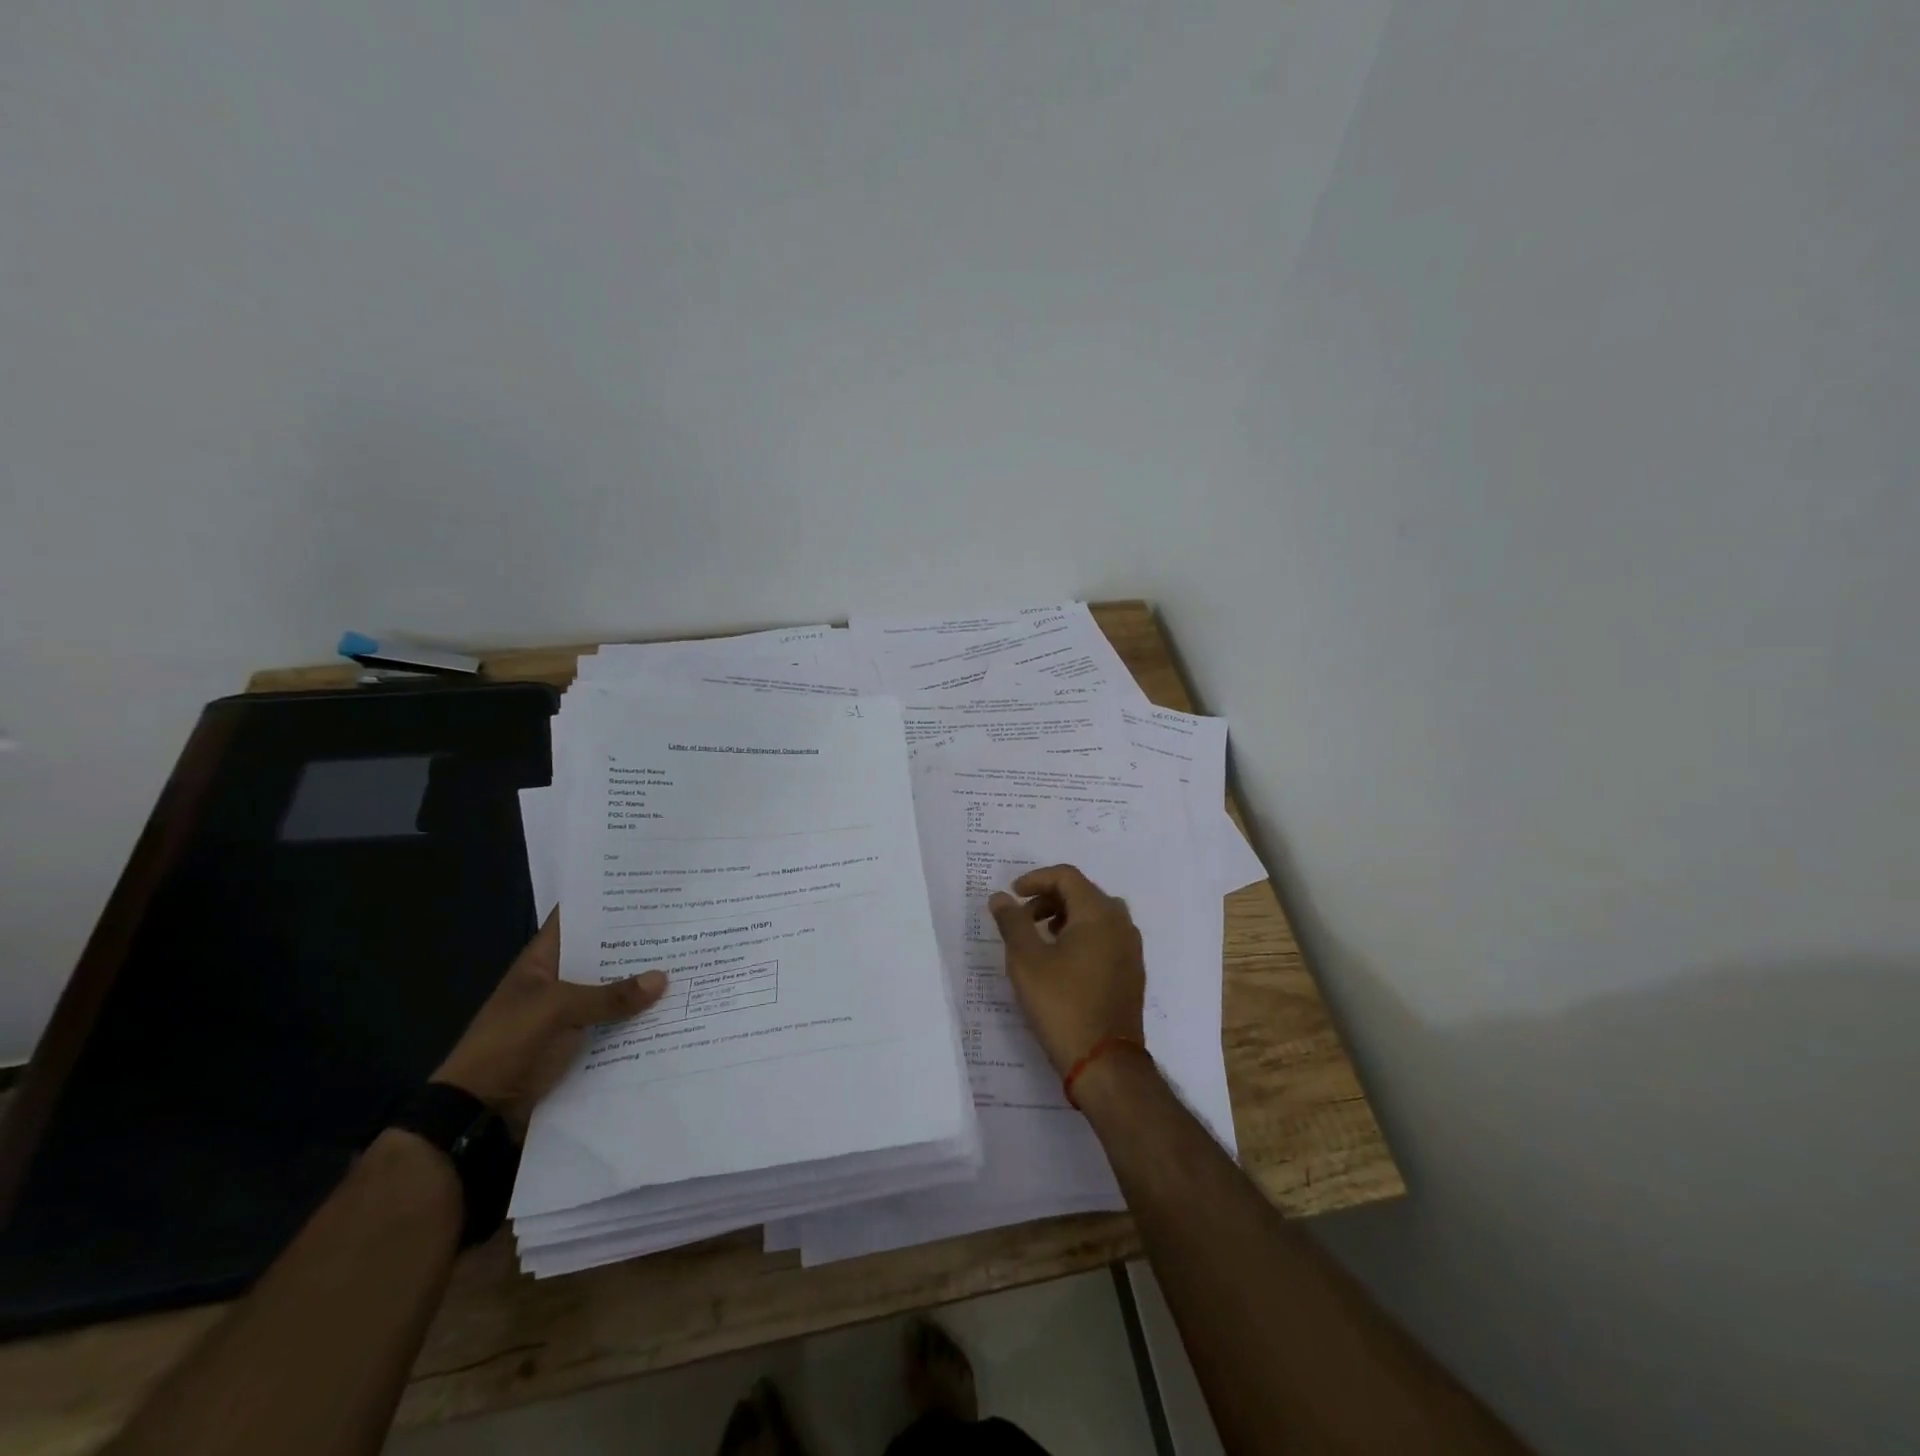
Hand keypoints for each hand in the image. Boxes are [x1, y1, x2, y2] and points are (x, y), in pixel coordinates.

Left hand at [432, 913, 666, 1133]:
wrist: (479, 1113)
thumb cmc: (509, 1044)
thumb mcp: (558, 1011)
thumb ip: (610, 996)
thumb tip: (663, 978)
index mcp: (543, 962)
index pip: (576, 920)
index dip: (606, 902)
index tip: (647, 889)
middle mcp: (559, 982)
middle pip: (603, 956)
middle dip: (638, 945)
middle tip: (684, 926)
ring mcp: (569, 1015)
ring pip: (612, 993)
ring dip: (642, 987)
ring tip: (689, 965)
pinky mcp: (580, 1044)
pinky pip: (615, 1025)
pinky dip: (638, 1020)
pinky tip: (674, 1011)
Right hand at [988, 864, 1145, 1075]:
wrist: (1105, 1063)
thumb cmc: (1062, 1005)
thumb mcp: (1026, 961)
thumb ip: (1012, 922)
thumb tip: (1001, 897)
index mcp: (1099, 914)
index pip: (1067, 876)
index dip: (1036, 879)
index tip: (1013, 894)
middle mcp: (1121, 924)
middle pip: (1083, 892)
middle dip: (1050, 897)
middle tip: (1023, 916)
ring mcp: (1131, 949)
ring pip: (1096, 915)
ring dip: (1066, 916)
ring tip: (1040, 937)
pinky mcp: (1131, 972)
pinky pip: (1106, 936)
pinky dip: (1082, 935)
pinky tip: (1062, 960)